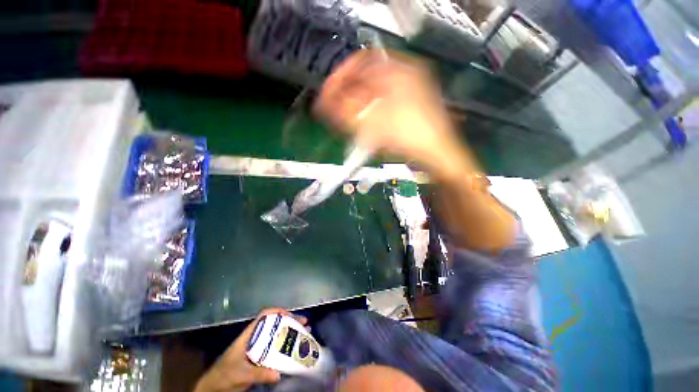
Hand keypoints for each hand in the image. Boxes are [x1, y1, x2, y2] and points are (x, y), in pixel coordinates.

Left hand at [194, 309, 307, 391]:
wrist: (213, 387)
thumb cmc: (224, 376)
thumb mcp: (241, 374)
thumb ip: (258, 374)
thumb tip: (278, 374)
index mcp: (249, 335)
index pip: (264, 316)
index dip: (277, 312)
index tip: (289, 315)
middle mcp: (255, 337)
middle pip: (275, 323)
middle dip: (290, 321)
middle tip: (304, 324)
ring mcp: (258, 347)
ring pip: (277, 335)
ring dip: (291, 332)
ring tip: (305, 333)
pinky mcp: (260, 357)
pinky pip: (276, 348)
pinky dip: (286, 346)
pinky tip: (295, 350)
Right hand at [315, 50, 473, 179]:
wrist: (438, 157)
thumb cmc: (411, 138)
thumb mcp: (375, 124)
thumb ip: (347, 112)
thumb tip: (324, 104)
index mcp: (401, 72)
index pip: (363, 61)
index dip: (342, 75)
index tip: (328, 91)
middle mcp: (405, 78)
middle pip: (367, 79)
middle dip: (347, 94)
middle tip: (333, 108)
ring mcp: (408, 94)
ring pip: (373, 94)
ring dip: (356, 105)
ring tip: (344, 119)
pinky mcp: (407, 110)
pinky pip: (381, 106)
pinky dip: (368, 113)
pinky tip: (361, 124)